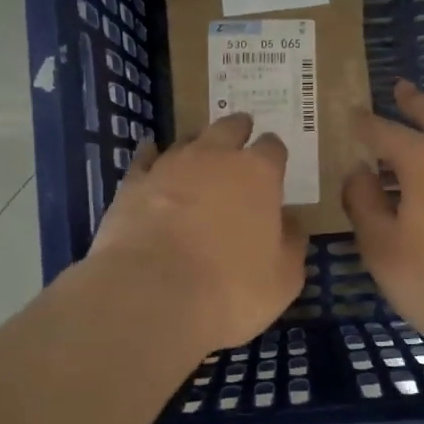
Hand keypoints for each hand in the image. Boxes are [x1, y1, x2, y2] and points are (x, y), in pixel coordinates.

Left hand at [87, 113, 308, 353]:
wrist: (152, 295)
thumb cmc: (231, 289)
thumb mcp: (283, 278)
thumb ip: (291, 244)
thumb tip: (290, 223)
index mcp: (258, 174)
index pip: (272, 147)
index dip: (274, 154)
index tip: (275, 163)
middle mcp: (214, 157)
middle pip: (229, 128)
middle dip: (238, 131)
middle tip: (241, 138)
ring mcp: (170, 166)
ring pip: (187, 140)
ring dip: (197, 145)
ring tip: (199, 156)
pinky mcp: (133, 183)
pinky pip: (145, 159)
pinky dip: (151, 157)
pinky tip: (151, 157)